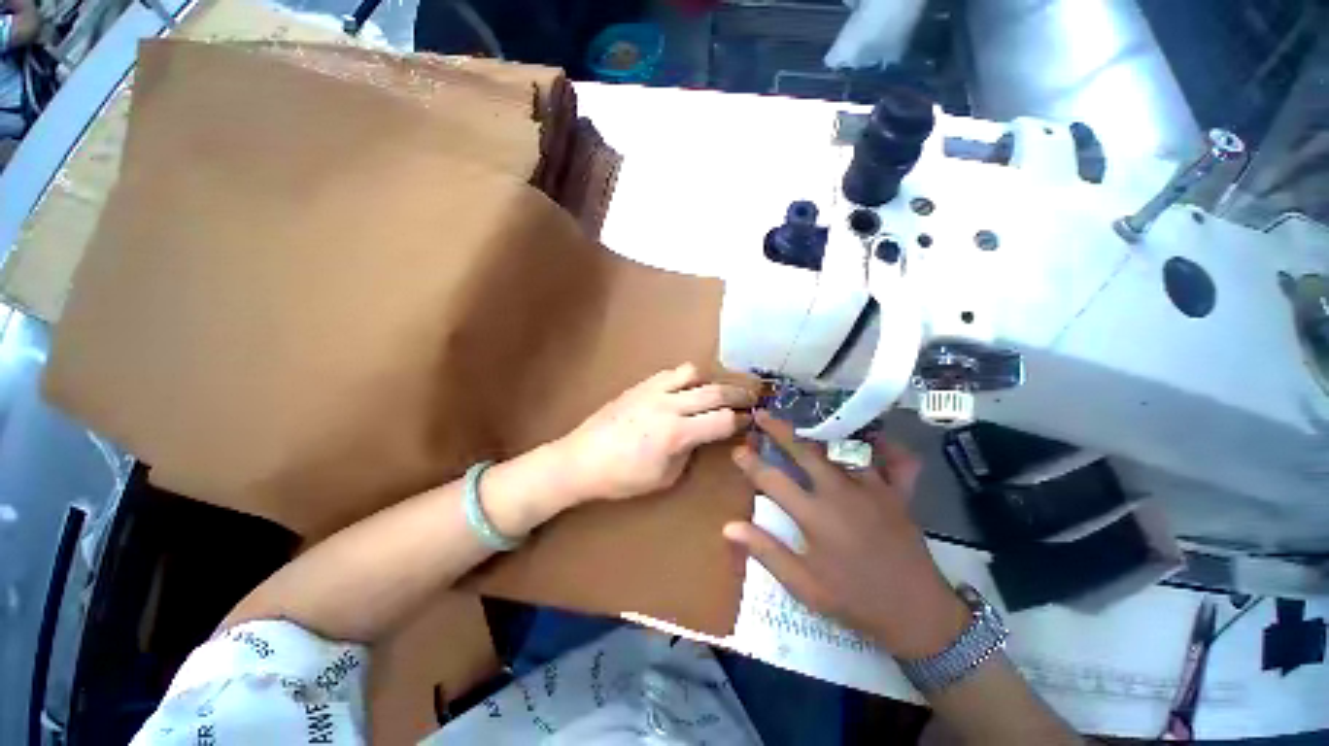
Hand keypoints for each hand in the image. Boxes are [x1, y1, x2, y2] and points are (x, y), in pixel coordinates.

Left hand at [556, 363, 755, 501]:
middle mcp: (669, 405)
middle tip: (753, 397)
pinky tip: (687, 388)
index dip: (742, 421)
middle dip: (739, 394)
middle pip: (715, 392)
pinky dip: (687, 378)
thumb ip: (689, 452)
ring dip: (711, 381)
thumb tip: (703, 436)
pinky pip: (671, 373)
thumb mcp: (665, 477)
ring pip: (693, 373)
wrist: (581, 459)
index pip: (722, 420)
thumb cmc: (622, 478)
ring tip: (718, 391)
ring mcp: (653, 390)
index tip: (752, 421)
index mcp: (676, 433)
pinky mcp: (640, 385)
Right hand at [724, 411, 969, 658]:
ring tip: (808, 419)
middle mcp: (839, 492)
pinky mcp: (897, 494)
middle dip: (779, 430)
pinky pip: (895, 461)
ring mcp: (871, 489)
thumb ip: (766, 552)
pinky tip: (877, 438)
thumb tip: (729, 527)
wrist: (918, 615)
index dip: (750, 463)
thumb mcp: (804, 587)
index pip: (772, 480)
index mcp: (814, 515)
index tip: (737, 450)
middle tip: (762, 414)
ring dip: (822, 432)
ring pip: (842, 448)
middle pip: (803, 451)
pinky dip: (887, 447)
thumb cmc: (855, 601)